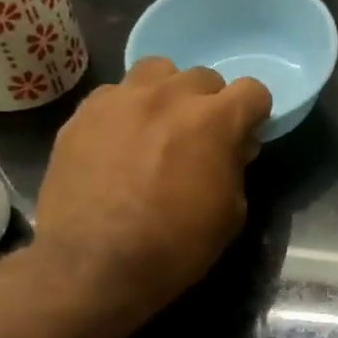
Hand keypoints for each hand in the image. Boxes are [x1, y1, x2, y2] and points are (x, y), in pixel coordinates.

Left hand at [32, 58, 270, 325]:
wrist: (94, 265)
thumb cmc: (176, 245)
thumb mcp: (231, 213)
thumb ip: (235, 167)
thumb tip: (232, 148)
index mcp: (214, 121)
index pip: (252, 90)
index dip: (255, 113)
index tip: (247, 136)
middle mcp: (169, 96)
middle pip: (204, 77)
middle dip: (211, 103)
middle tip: (202, 136)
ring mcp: (120, 100)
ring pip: (156, 72)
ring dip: (168, 94)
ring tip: (159, 126)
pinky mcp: (82, 114)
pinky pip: (115, 95)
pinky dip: (127, 111)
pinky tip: (120, 143)